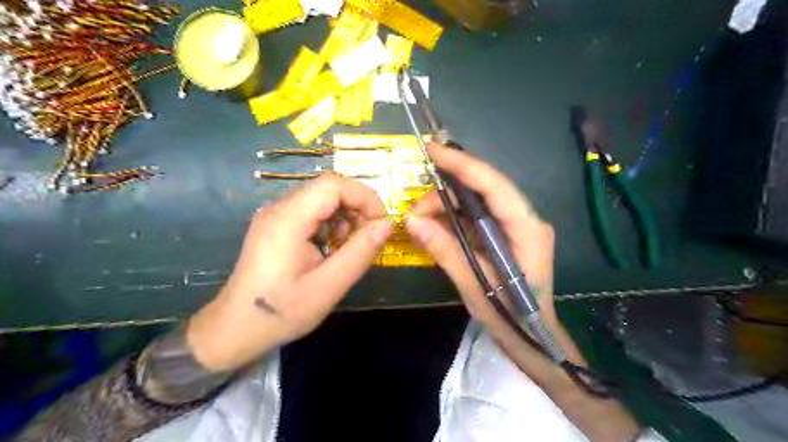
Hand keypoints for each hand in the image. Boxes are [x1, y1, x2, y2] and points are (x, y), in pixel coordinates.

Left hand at [186, 175, 390, 371]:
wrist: (236, 329)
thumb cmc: (281, 312)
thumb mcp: (328, 286)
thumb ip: (360, 253)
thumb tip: (387, 225)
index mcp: (287, 220)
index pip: (332, 185)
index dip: (364, 197)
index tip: (381, 224)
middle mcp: (278, 209)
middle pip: (327, 189)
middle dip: (356, 207)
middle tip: (369, 237)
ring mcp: (275, 216)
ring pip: (321, 199)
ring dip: (344, 216)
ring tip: (350, 246)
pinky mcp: (276, 225)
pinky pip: (311, 211)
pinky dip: (330, 223)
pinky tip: (332, 247)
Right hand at [410, 145, 643, 441]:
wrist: (533, 337)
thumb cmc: (510, 316)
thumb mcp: (474, 285)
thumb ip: (445, 250)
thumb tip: (411, 221)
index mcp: (527, 229)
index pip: (495, 186)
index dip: (463, 164)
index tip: (433, 150)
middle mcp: (525, 219)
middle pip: (482, 191)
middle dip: (444, 194)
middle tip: (414, 210)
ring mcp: (516, 226)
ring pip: (476, 203)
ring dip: (445, 207)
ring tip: (419, 222)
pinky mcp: (505, 234)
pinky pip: (476, 217)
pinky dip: (452, 219)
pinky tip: (433, 226)